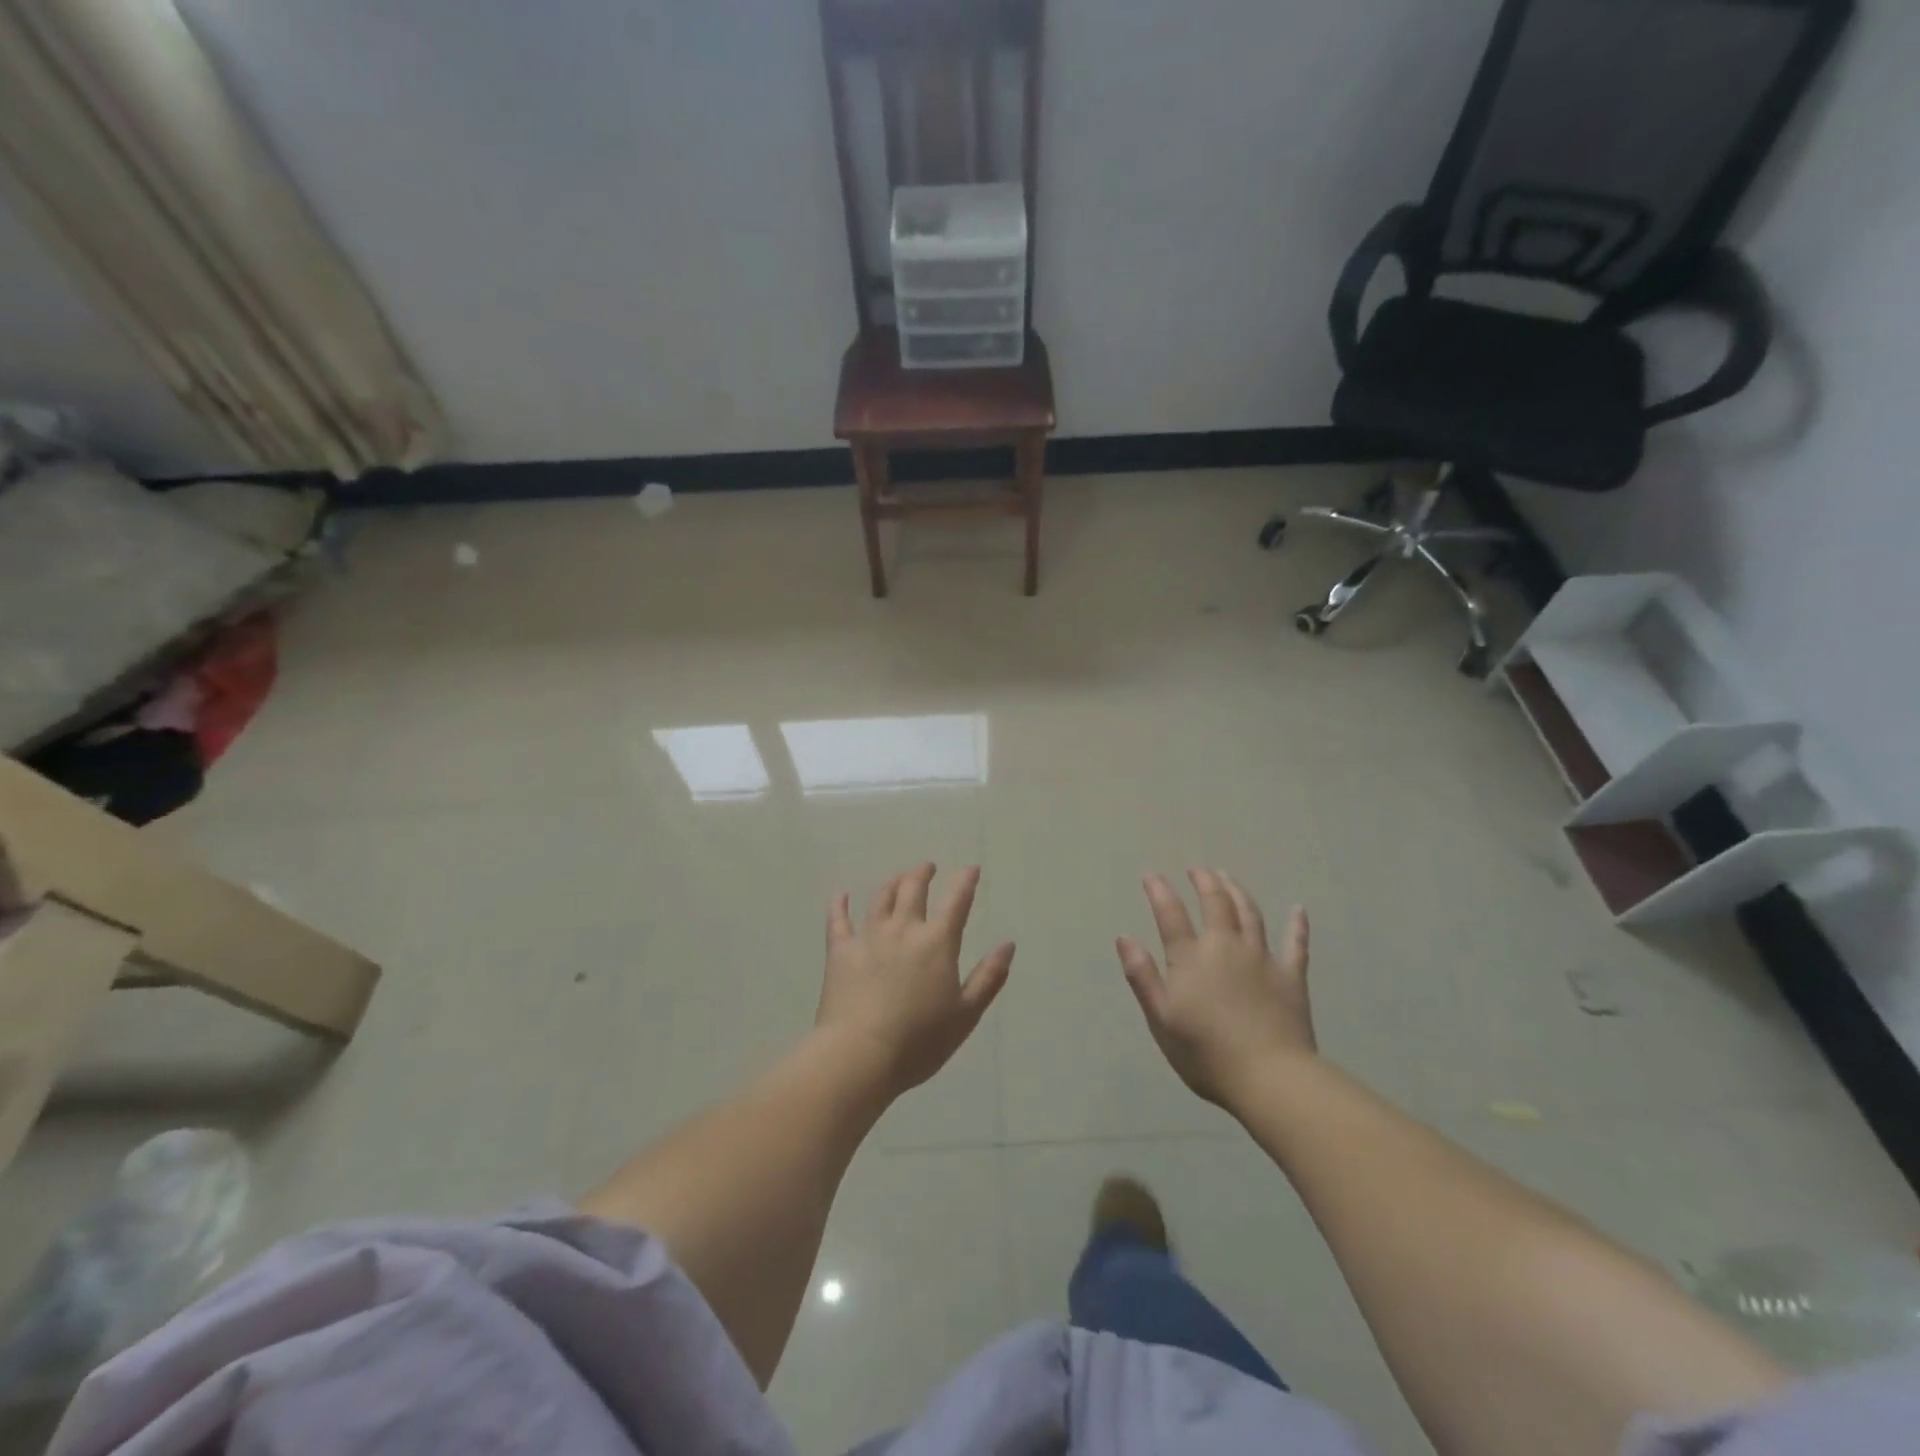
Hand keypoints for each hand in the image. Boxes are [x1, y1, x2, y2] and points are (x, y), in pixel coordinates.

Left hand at [816, 863, 1013, 1097]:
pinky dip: (839, 904)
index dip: (965, 881)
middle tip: (927, 868)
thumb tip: (1008, 944)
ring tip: (898, 878)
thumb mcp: (966, 1014)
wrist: (859, 1055)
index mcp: (937, 943)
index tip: (971, 869)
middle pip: (913, 889)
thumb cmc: (919, 1041)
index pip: (956, 901)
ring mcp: (869, 937)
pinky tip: (840, 894)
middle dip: (922, 874)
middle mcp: (903, 930)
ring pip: (881, 899)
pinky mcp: (840, 952)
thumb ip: (988, 977)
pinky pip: (838, 920)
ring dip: (892, 884)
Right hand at [1118, 869, 1312, 1107]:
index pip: (1171, 915)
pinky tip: (1298, 910)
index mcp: (1191, 958)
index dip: (1160, 891)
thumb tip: (1124, 937)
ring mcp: (1262, 959)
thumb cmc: (1206, 1053)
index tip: (1151, 874)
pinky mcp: (1291, 977)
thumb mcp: (1161, 1019)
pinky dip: (1297, 925)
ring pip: (1250, 914)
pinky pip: (1296, 944)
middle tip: (1197, 868)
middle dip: (1204, 882)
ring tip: (1228, 877)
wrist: (1270, 1078)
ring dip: (1237, 892)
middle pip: (1215, 904)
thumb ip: (1142, 976)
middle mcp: (1226, 947)